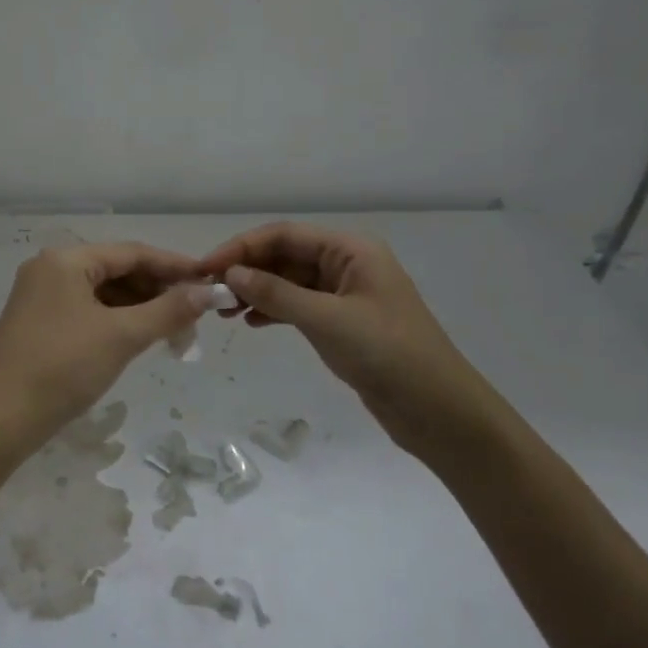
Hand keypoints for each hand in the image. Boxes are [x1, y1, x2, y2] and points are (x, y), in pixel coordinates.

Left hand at [0, 243, 214, 455]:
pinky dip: (115, 321)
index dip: (173, 266)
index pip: (131, 252)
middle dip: (157, 291)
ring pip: (102, 293)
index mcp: (65, 259)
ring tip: (174, 333)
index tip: (209, 280)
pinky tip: (138, 338)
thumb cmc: (62, 368)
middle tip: (194, 316)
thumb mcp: (121, 337)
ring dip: (139, 309)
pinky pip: (86, 310)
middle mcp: (50, 269)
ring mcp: (40, 296)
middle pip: (116, 270)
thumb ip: (167, 311)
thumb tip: (207, 292)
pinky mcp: (37, 323)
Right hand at [200, 222, 503, 458]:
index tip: (207, 268)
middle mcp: (346, 264)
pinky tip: (249, 324)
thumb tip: (231, 274)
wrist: (440, 412)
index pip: (284, 235)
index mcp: (350, 250)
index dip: (241, 247)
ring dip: (255, 292)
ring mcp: (344, 294)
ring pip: (288, 282)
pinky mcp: (342, 323)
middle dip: (246, 271)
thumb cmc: (388, 354)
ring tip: (223, 311)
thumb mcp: (327, 320)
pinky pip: (297, 306)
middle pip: (284, 256)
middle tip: (210, 293)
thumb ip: (276, 294)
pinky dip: (272, 311)